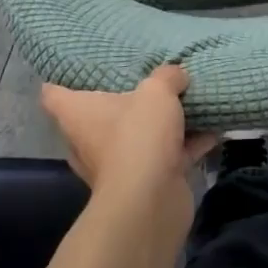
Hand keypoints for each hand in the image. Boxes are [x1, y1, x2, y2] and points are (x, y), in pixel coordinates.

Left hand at [40, 65, 216, 208]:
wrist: (151, 203)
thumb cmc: (138, 136)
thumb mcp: (157, 91)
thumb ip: (168, 76)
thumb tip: (176, 75)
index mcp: (78, 115)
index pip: (53, 94)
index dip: (61, 78)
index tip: (79, 64)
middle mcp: (91, 140)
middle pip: (99, 114)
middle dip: (122, 99)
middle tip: (144, 76)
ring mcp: (119, 163)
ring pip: (138, 134)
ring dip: (161, 122)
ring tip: (185, 97)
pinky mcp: (147, 181)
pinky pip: (169, 154)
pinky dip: (188, 143)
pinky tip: (213, 126)